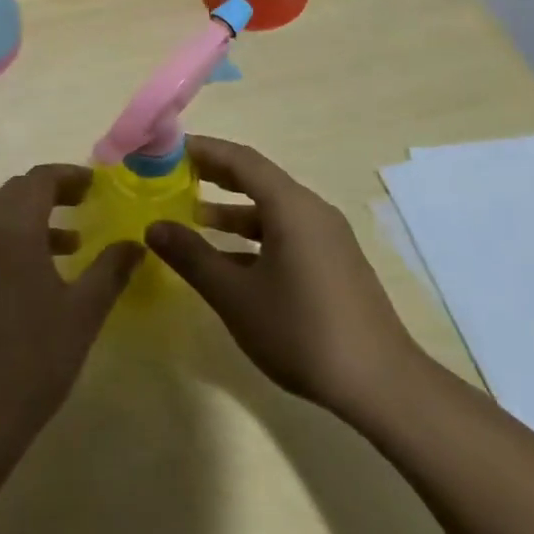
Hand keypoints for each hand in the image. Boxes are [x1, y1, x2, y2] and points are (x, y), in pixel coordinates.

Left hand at [0, 165, 140, 465]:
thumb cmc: (32, 360)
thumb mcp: (82, 313)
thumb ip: (111, 270)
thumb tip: (135, 243)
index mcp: (10, 229)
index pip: (39, 179)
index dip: (70, 176)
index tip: (97, 185)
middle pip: (15, 193)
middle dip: (51, 194)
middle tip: (86, 206)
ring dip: (32, 220)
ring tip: (70, 245)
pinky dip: (10, 242)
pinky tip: (35, 277)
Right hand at [146, 136, 419, 415]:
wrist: (380, 384)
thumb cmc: (301, 331)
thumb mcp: (235, 295)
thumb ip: (192, 256)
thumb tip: (154, 227)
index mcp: (291, 208)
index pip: (241, 160)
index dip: (203, 150)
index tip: (166, 149)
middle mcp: (312, 212)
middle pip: (258, 178)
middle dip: (215, 173)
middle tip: (173, 174)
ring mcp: (327, 238)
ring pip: (271, 208)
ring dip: (232, 208)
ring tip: (192, 215)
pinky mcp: (333, 262)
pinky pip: (285, 231)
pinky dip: (252, 233)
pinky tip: (229, 257)